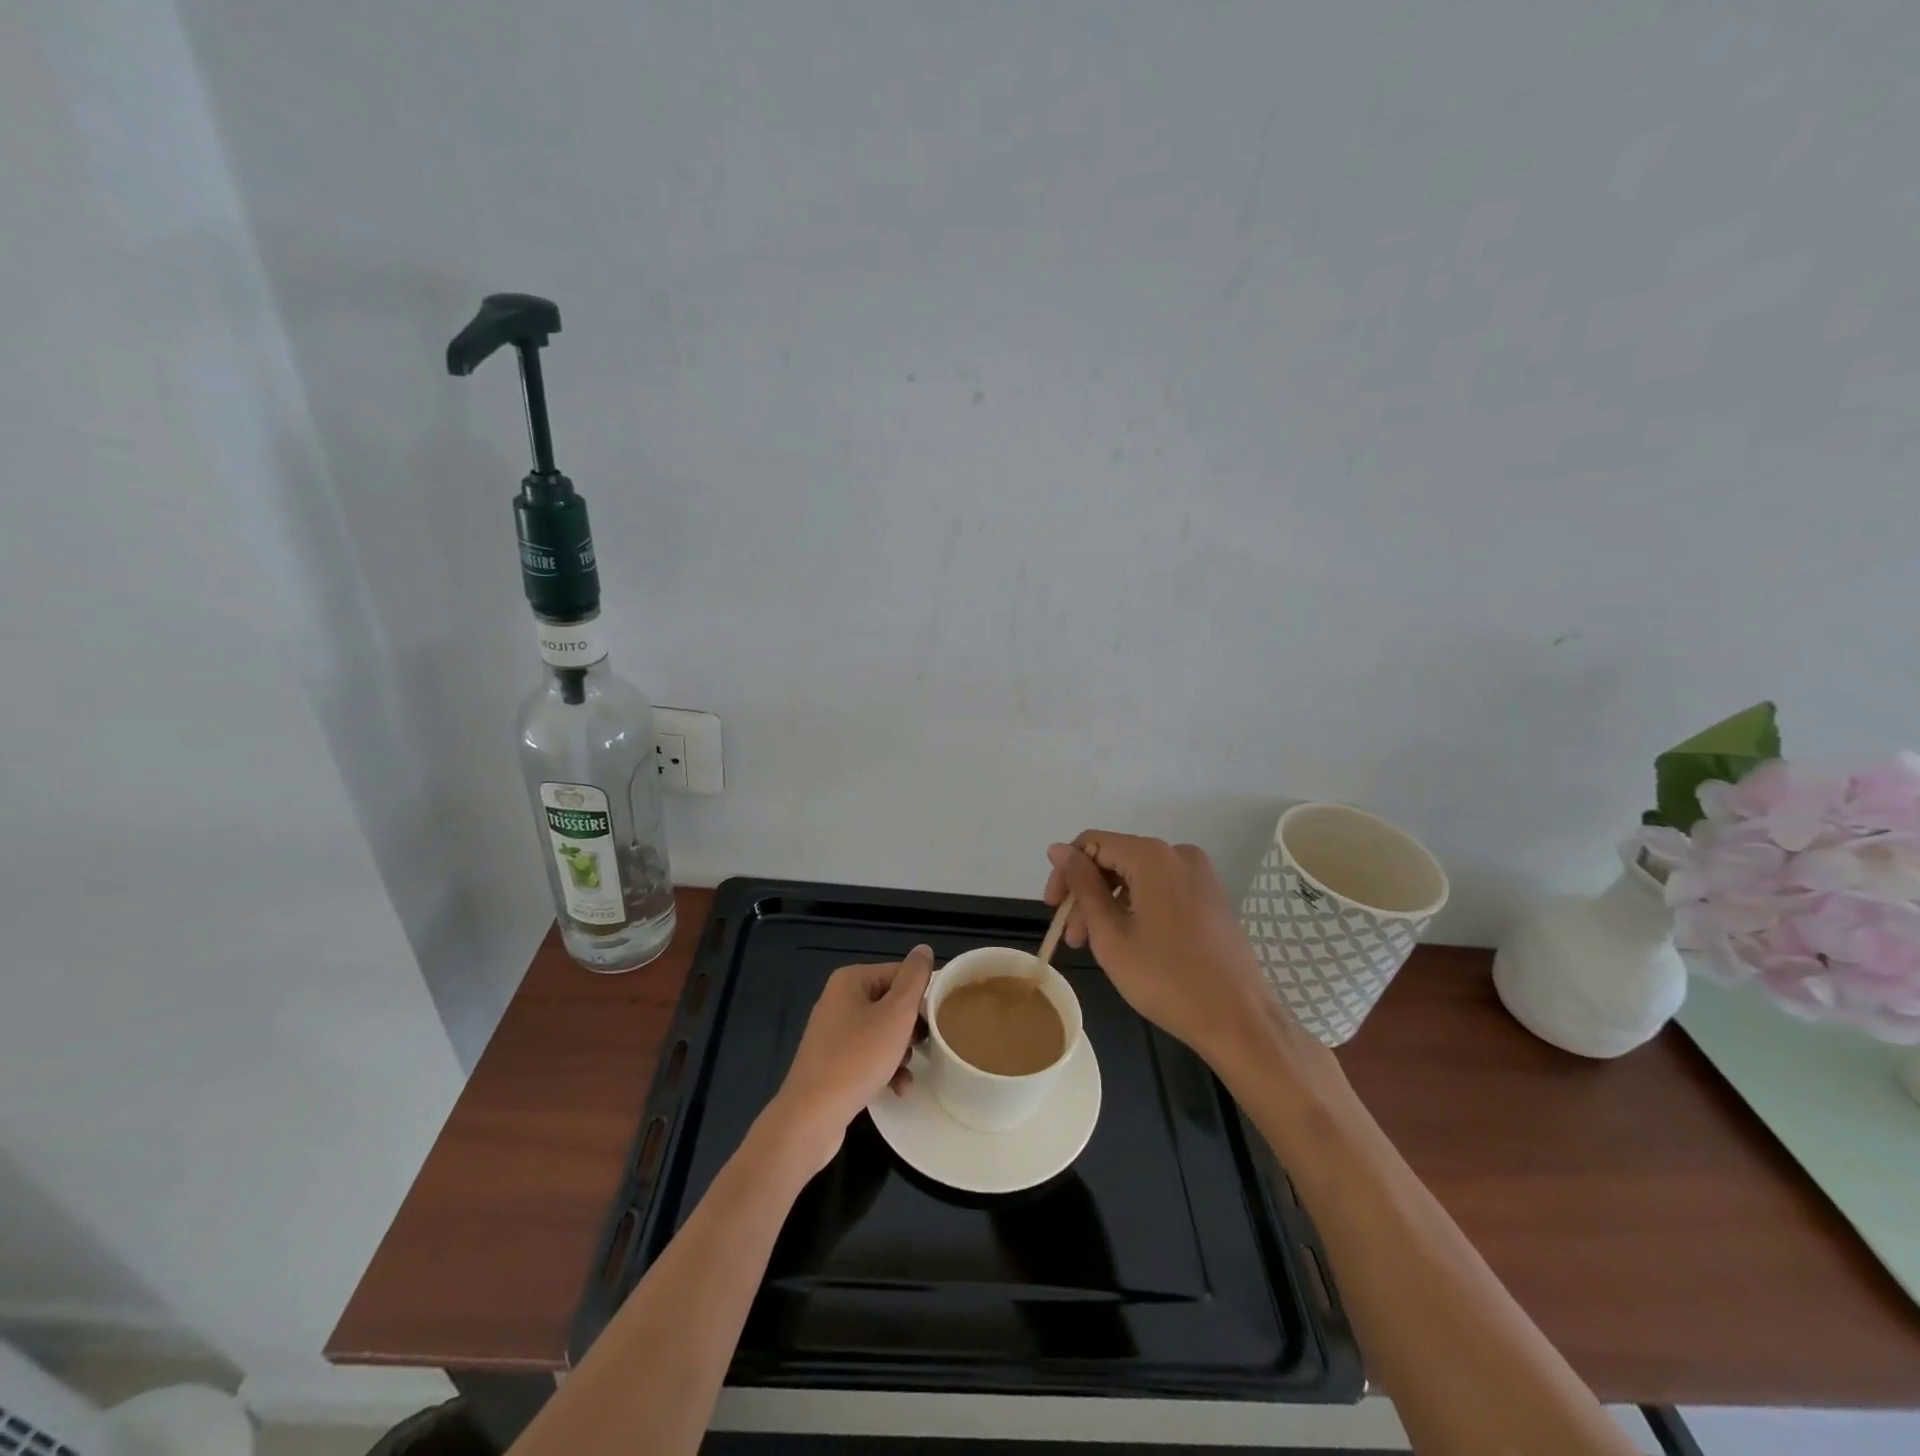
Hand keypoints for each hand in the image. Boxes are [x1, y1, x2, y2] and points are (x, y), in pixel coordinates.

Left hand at [765, 945, 933, 1171]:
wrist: (812, 1116)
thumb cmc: (858, 1058)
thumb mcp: (896, 1015)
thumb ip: (914, 979)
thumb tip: (923, 949)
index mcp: (851, 980)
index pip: (900, 974)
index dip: (922, 996)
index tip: (940, 1019)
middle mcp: (839, 999)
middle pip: (891, 1003)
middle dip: (911, 1028)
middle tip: (926, 1046)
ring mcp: (833, 1032)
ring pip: (882, 1032)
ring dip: (901, 1051)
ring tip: (909, 1071)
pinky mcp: (832, 1061)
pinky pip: (868, 1054)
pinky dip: (885, 1068)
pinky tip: (897, 1088)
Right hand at [1044, 833, 1275, 1065]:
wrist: (1239, 1020)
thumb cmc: (1167, 979)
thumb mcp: (1110, 934)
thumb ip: (1082, 886)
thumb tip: (1057, 850)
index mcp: (1152, 856)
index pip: (1091, 844)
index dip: (1065, 873)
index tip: (1053, 910)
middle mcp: (1178, 854)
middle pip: (1115, 859)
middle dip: (1087, 894)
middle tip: (1073, 939)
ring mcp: (1199, 875)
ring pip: (1137, 877)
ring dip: (1109, 905)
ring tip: (1096, 946)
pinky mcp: (1210, 896)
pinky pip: (1161, 888)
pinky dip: (1137, 908)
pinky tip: (1129, 942)